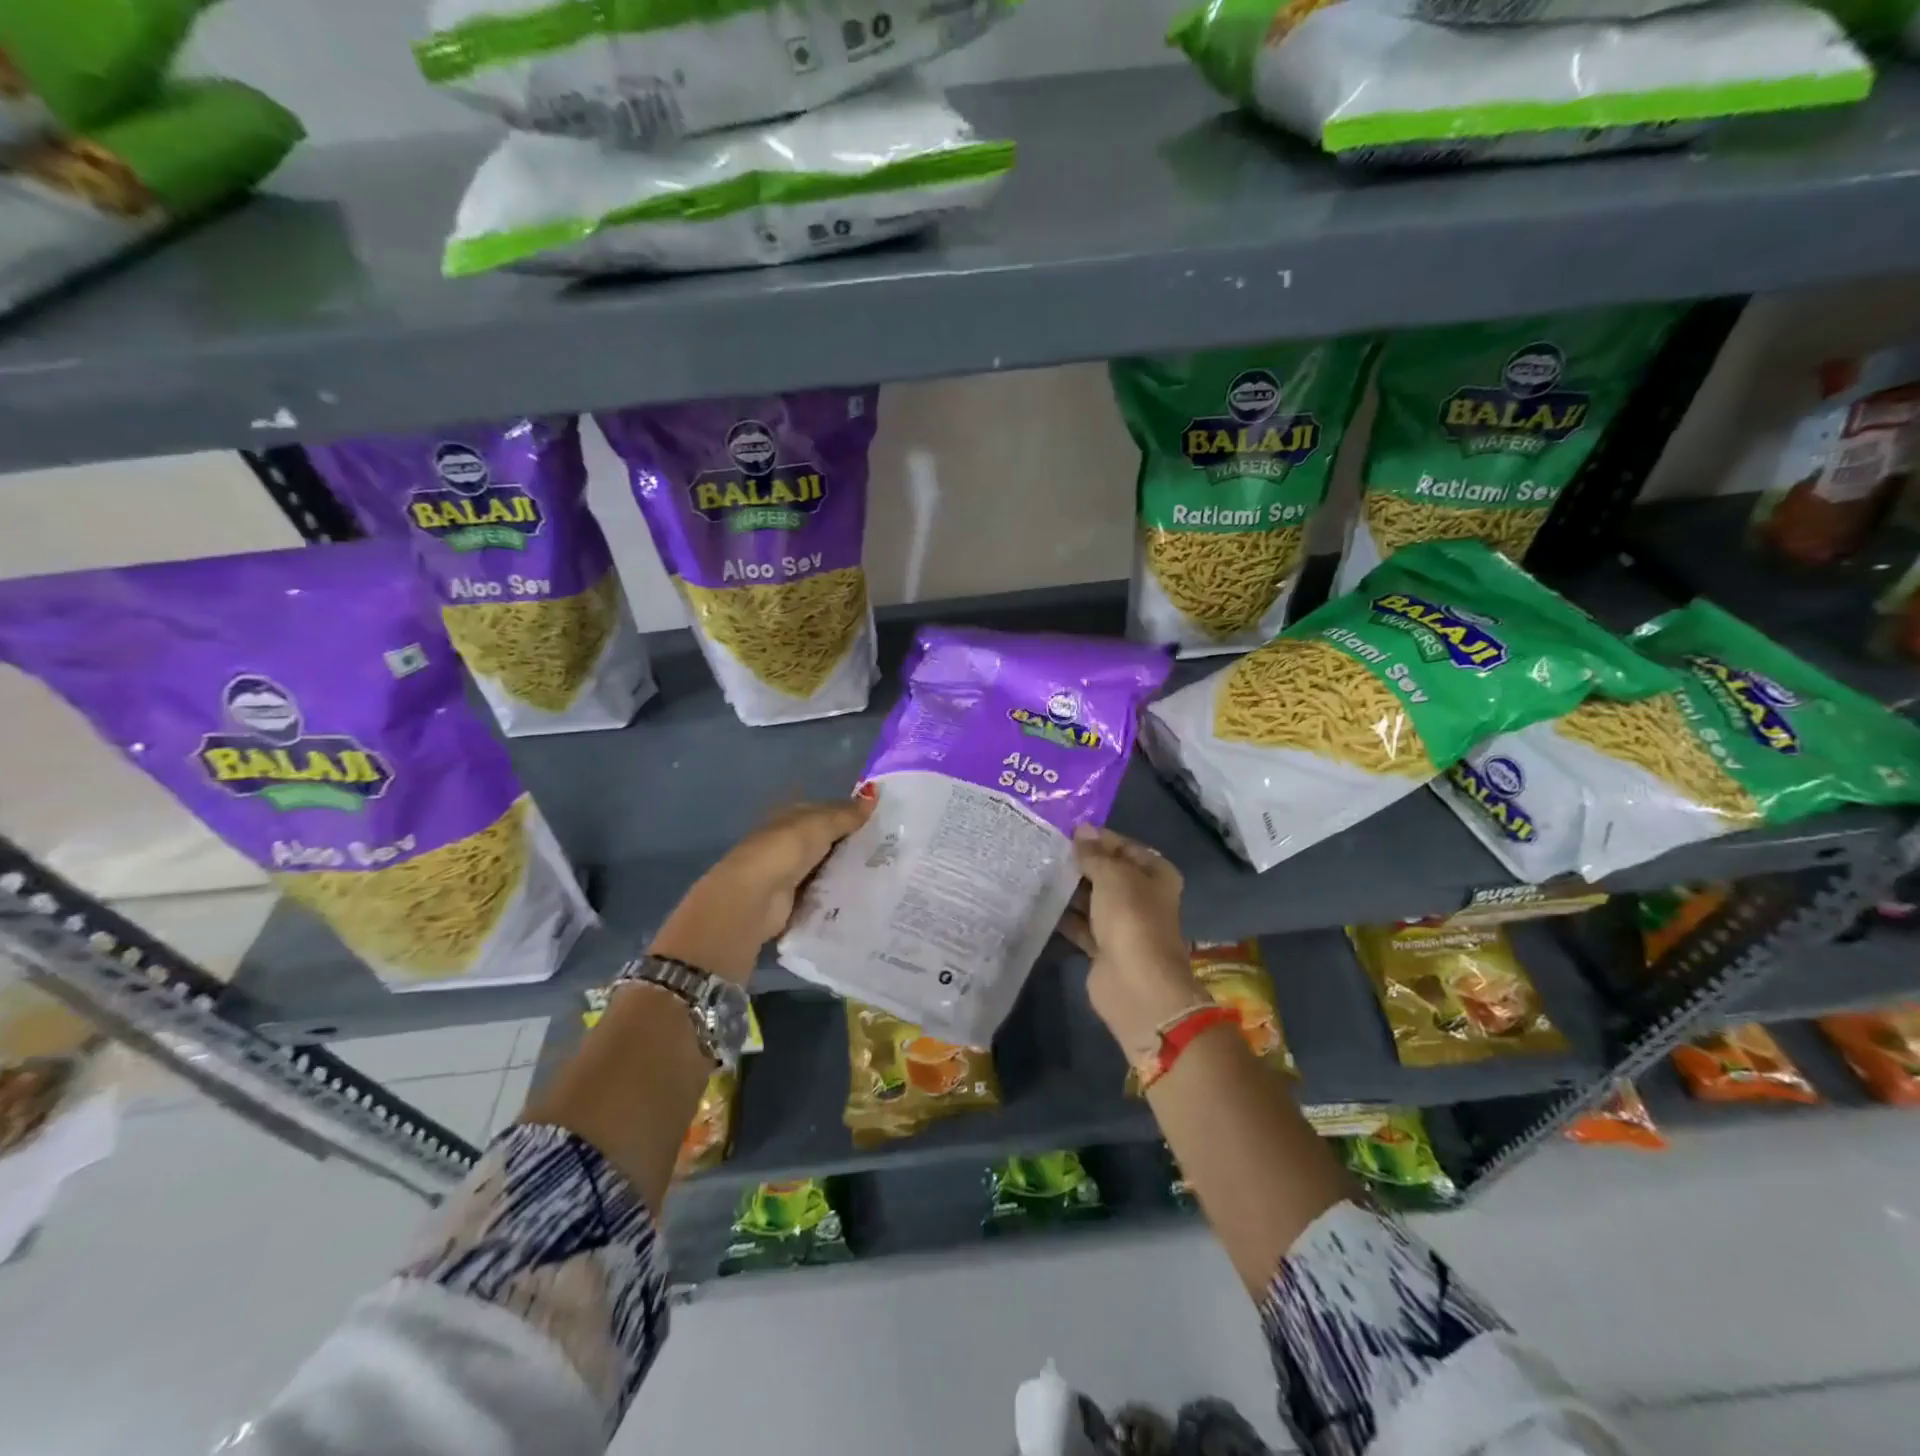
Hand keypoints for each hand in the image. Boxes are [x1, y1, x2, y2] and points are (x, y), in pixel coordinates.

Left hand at [651, 796, 873, 982]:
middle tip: (890, 851)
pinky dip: (838, 894)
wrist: (755, 897)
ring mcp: (790, 872)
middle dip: (852, 845)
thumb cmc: (785, 849)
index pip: (826, 811)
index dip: (851, 814)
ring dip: (846, 871)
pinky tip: (863, 895)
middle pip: (826, 841)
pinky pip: (823, 892)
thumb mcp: (820, 824)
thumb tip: (874, 793)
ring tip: (885, 874)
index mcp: (791, 817)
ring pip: (826, 867)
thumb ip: (847, 814)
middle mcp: (788, 842)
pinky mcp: (793, 900)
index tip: (882, 823)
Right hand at [1058, 825, 1204, 1051]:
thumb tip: (1082, 830)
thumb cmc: (1131, 920)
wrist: (1136, 986)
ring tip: (1036, 872)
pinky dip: (1065, 917)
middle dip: (1080, 864)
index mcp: (1156, 875)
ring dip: (1069, 889)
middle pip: (1108, 873)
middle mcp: (1142, 897)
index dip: (1097, 838)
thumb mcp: (1113, 876)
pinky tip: (1040, 903)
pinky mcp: (1103, 947)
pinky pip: (1081, 925)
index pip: (1124, 846)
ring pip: (1092, 899)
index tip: (1064, 831)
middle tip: (1044, 850)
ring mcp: (1123, 924)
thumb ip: (1094, 854)